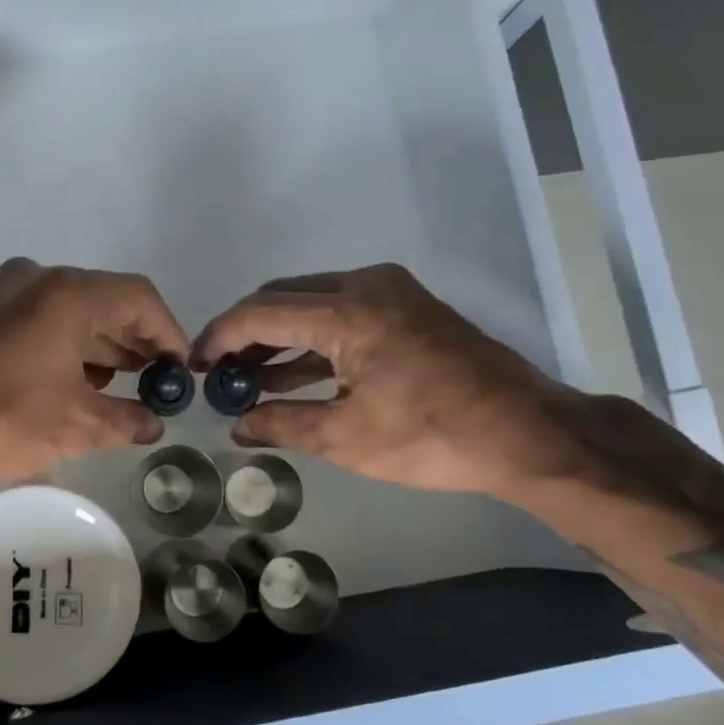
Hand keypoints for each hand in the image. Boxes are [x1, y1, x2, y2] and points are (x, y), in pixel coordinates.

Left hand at [0, 259, 190, 505]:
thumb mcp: (75, 427)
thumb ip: (127, 420)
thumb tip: (154, 423)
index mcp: (68, 293)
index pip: (140, 299)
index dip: (168, 334)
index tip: (178, 372)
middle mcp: (36, 279)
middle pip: (105, 302)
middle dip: (134, 343)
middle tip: (154, 384)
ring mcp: (1, 293)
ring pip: (69, 312)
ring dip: (99, 347)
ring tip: (117, 389)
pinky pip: (37, 320)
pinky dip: (63, 347)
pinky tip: (71, 384)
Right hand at [191, 264, 574, 498]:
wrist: (528, 433)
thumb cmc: (434, 438)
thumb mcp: (348, 439)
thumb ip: (283, 424)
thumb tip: (238, 426)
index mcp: (348, 311)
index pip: (260, 311)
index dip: (220, 336)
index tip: (195, 363)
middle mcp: (365, 285)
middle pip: (282, 297)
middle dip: (245, 332)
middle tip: (220, 371)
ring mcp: (391, 291)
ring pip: (311, 301)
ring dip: (278, 335)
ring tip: (247, 377)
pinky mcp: (407, 306)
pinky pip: (342, 311)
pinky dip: (313, 337)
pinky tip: (293, 373)